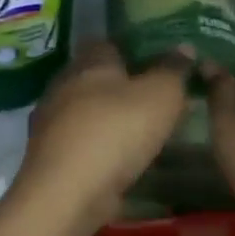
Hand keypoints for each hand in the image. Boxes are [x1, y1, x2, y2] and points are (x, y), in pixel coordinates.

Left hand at [6, 41, 190, 235]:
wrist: (66, 192)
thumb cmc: (116, 131)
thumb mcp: (160, 96)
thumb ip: (173, 70)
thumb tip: (184, 47)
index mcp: (89, 61)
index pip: (110, 43)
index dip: (135, 50)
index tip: (160, 63)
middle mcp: (64, 83)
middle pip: (97, 77)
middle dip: (123, 87)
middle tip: (157, 100)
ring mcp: (52, 120)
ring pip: (88, 110)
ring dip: (110, 119)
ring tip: (143, 132)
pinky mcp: (50, 154)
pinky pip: (81, 141)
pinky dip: (100, 146)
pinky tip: (120, 160)